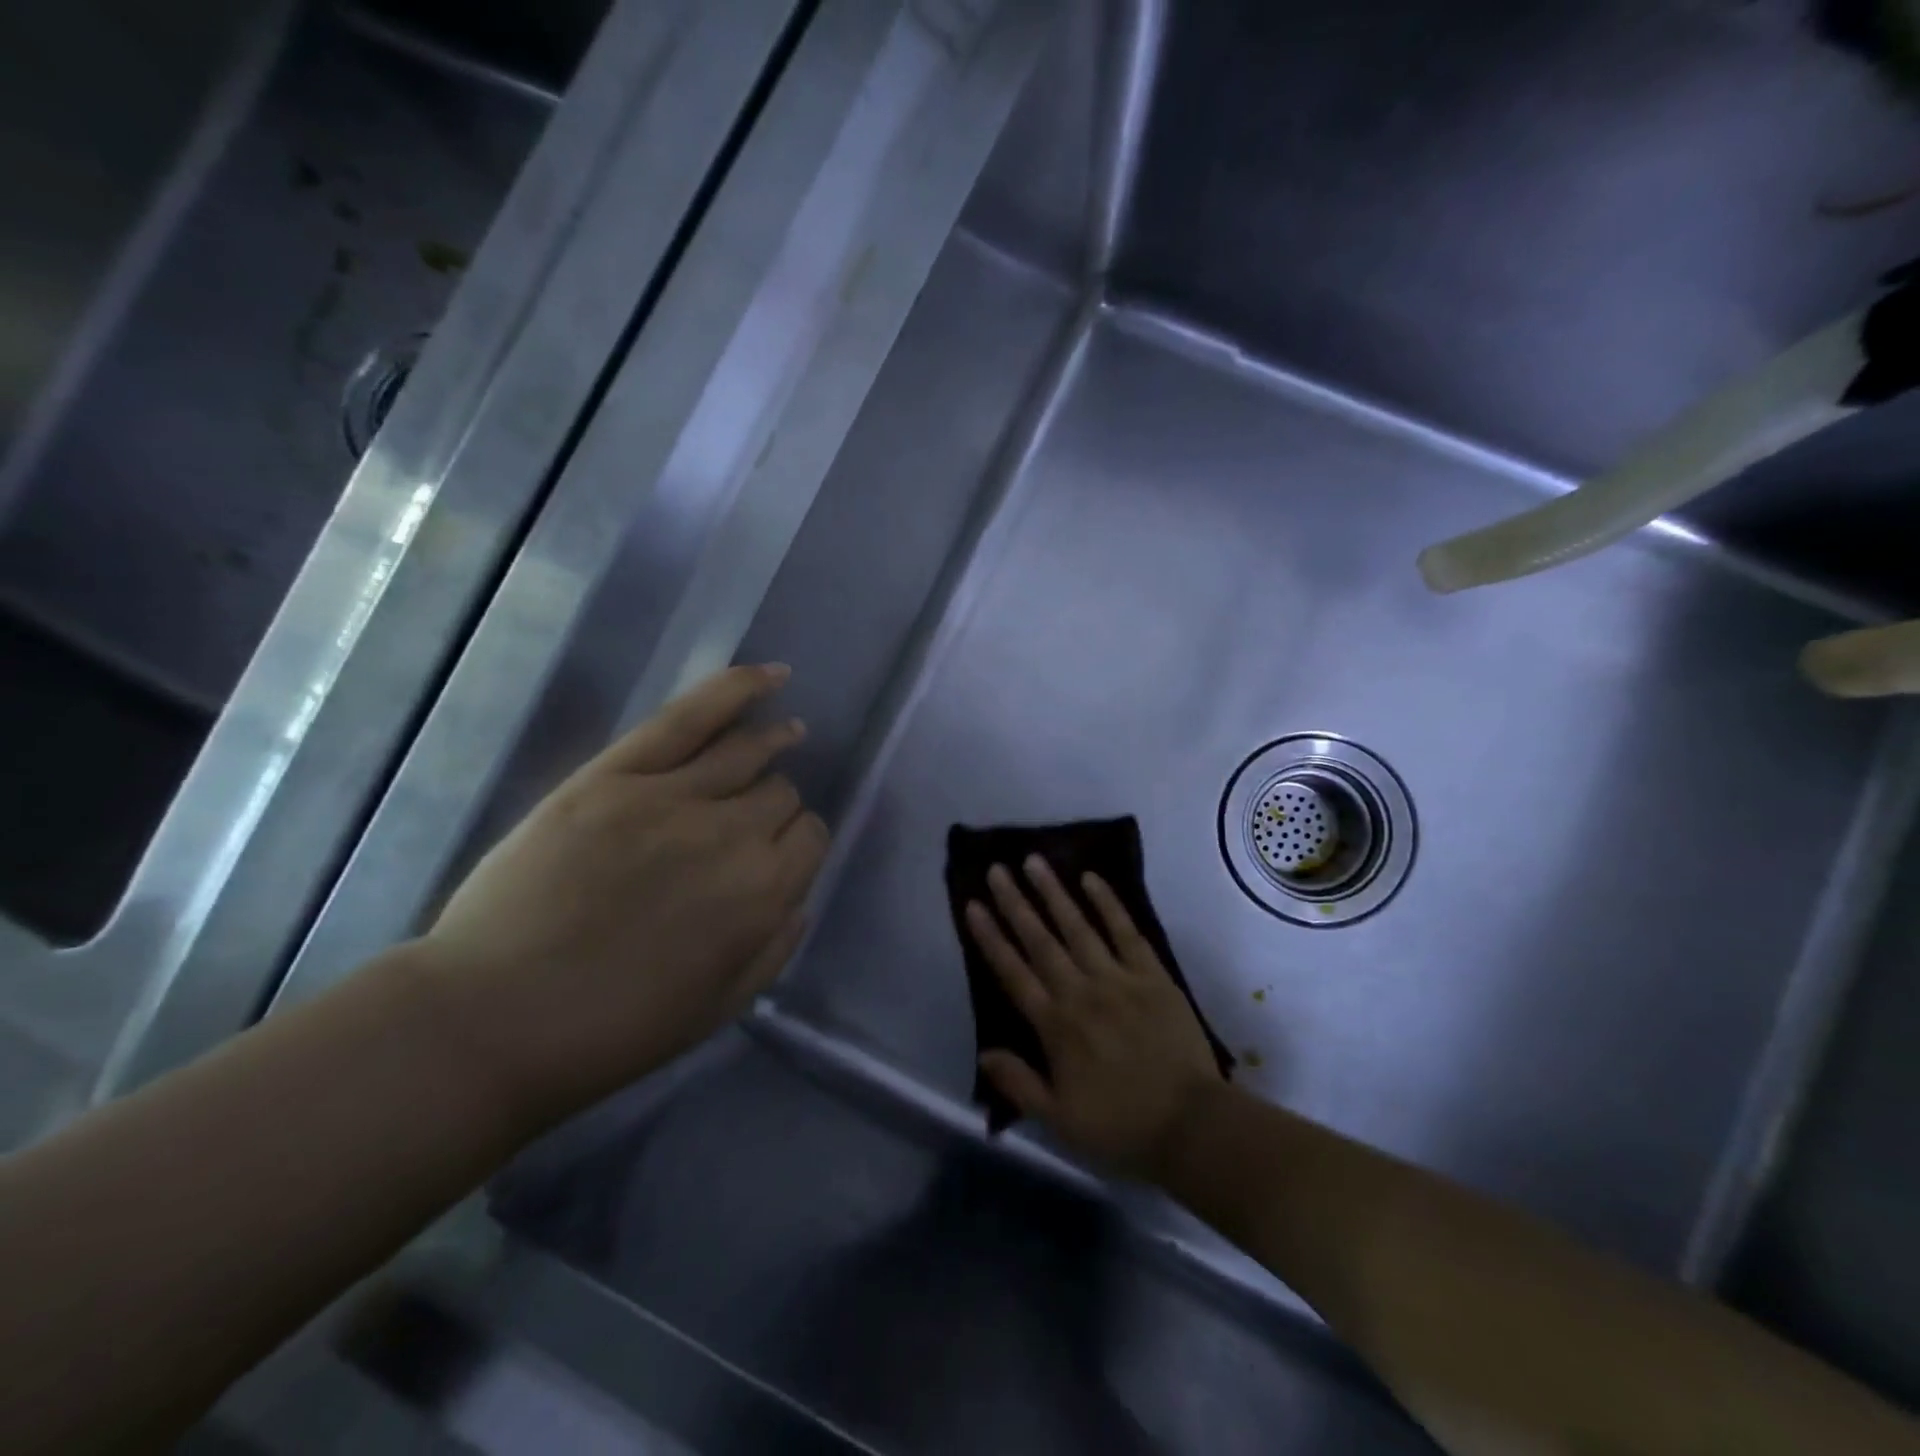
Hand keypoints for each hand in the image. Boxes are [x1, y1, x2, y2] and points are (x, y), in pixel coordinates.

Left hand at [415, 664, 829, 1124]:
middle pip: (779, 794)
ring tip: (789, 733)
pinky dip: (736, 689)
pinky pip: (690, 718)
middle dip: (777, 808)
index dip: (799, 844)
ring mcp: (671, 797)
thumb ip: (776, 946)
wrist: (493, 1020)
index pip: (809, 839)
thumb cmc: (613, 1029)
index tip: (779, 857)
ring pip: (747, 752)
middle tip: (751, 826)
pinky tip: (771, 675)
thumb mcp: (720, 1007)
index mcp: (763, 895)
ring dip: (775, 741)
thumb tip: (798, 895)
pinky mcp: (617, 775)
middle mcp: (732, 835)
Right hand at [966, 857, 1224, 1179]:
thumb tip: (984, 1052)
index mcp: (1055, 1026)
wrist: (1191, 1125)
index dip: (990, 938)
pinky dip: (1108, 903)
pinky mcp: (1152, 975)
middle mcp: (1081, 992)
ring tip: (1034, 861)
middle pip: (1040, 940)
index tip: (972, 905)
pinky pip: (1126, 931)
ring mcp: (1118, 979)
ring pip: (1078, 927)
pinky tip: (1091, 878)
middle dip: (1015, 903)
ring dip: (1054, 893)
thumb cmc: (1121, 1126)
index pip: (1013, 973)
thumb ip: (1019, 1083)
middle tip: (997, 869)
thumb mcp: (1059, 1119)